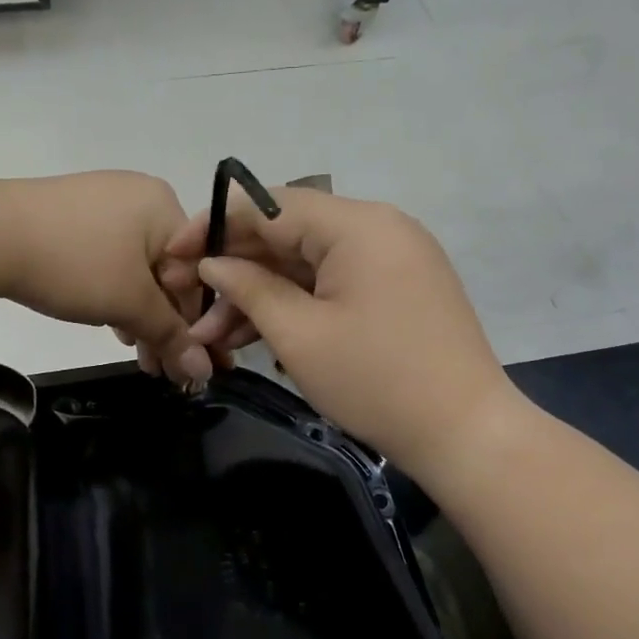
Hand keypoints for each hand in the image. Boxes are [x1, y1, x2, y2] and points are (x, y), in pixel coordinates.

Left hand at [0, 172, 211, 386]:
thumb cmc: (73, 264)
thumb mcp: (128, 303)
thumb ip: (170, 336)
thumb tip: (203, 370)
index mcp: (165, 207)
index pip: (198, 273)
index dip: (196, 325)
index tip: (191, 365)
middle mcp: (141, 197)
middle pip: (168, 271)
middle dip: (166, 325)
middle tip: (161, 369)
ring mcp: (105, 203)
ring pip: (138, 269)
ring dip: (141, 316)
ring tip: (137, 356)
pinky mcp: (75, 216)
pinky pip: (112, 258)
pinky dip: (116, 293)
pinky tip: (112, 324)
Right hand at [159, 186, 522, 475]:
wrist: (465, 434)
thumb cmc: (376, 381)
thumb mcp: (300, 335)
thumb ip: (250, 289)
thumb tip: (212, 263)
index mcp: (358, 225)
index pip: (270, 205)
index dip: (214, 225)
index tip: (173, 253)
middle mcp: (377, 228)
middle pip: (287, 234)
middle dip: (234, 269)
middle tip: (186, 300)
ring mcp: (390, 259)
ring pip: (306, 264)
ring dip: (259, 294)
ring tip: (209, 333)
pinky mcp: (394, 289)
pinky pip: (331, 284)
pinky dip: (294, 305)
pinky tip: (251, 334)